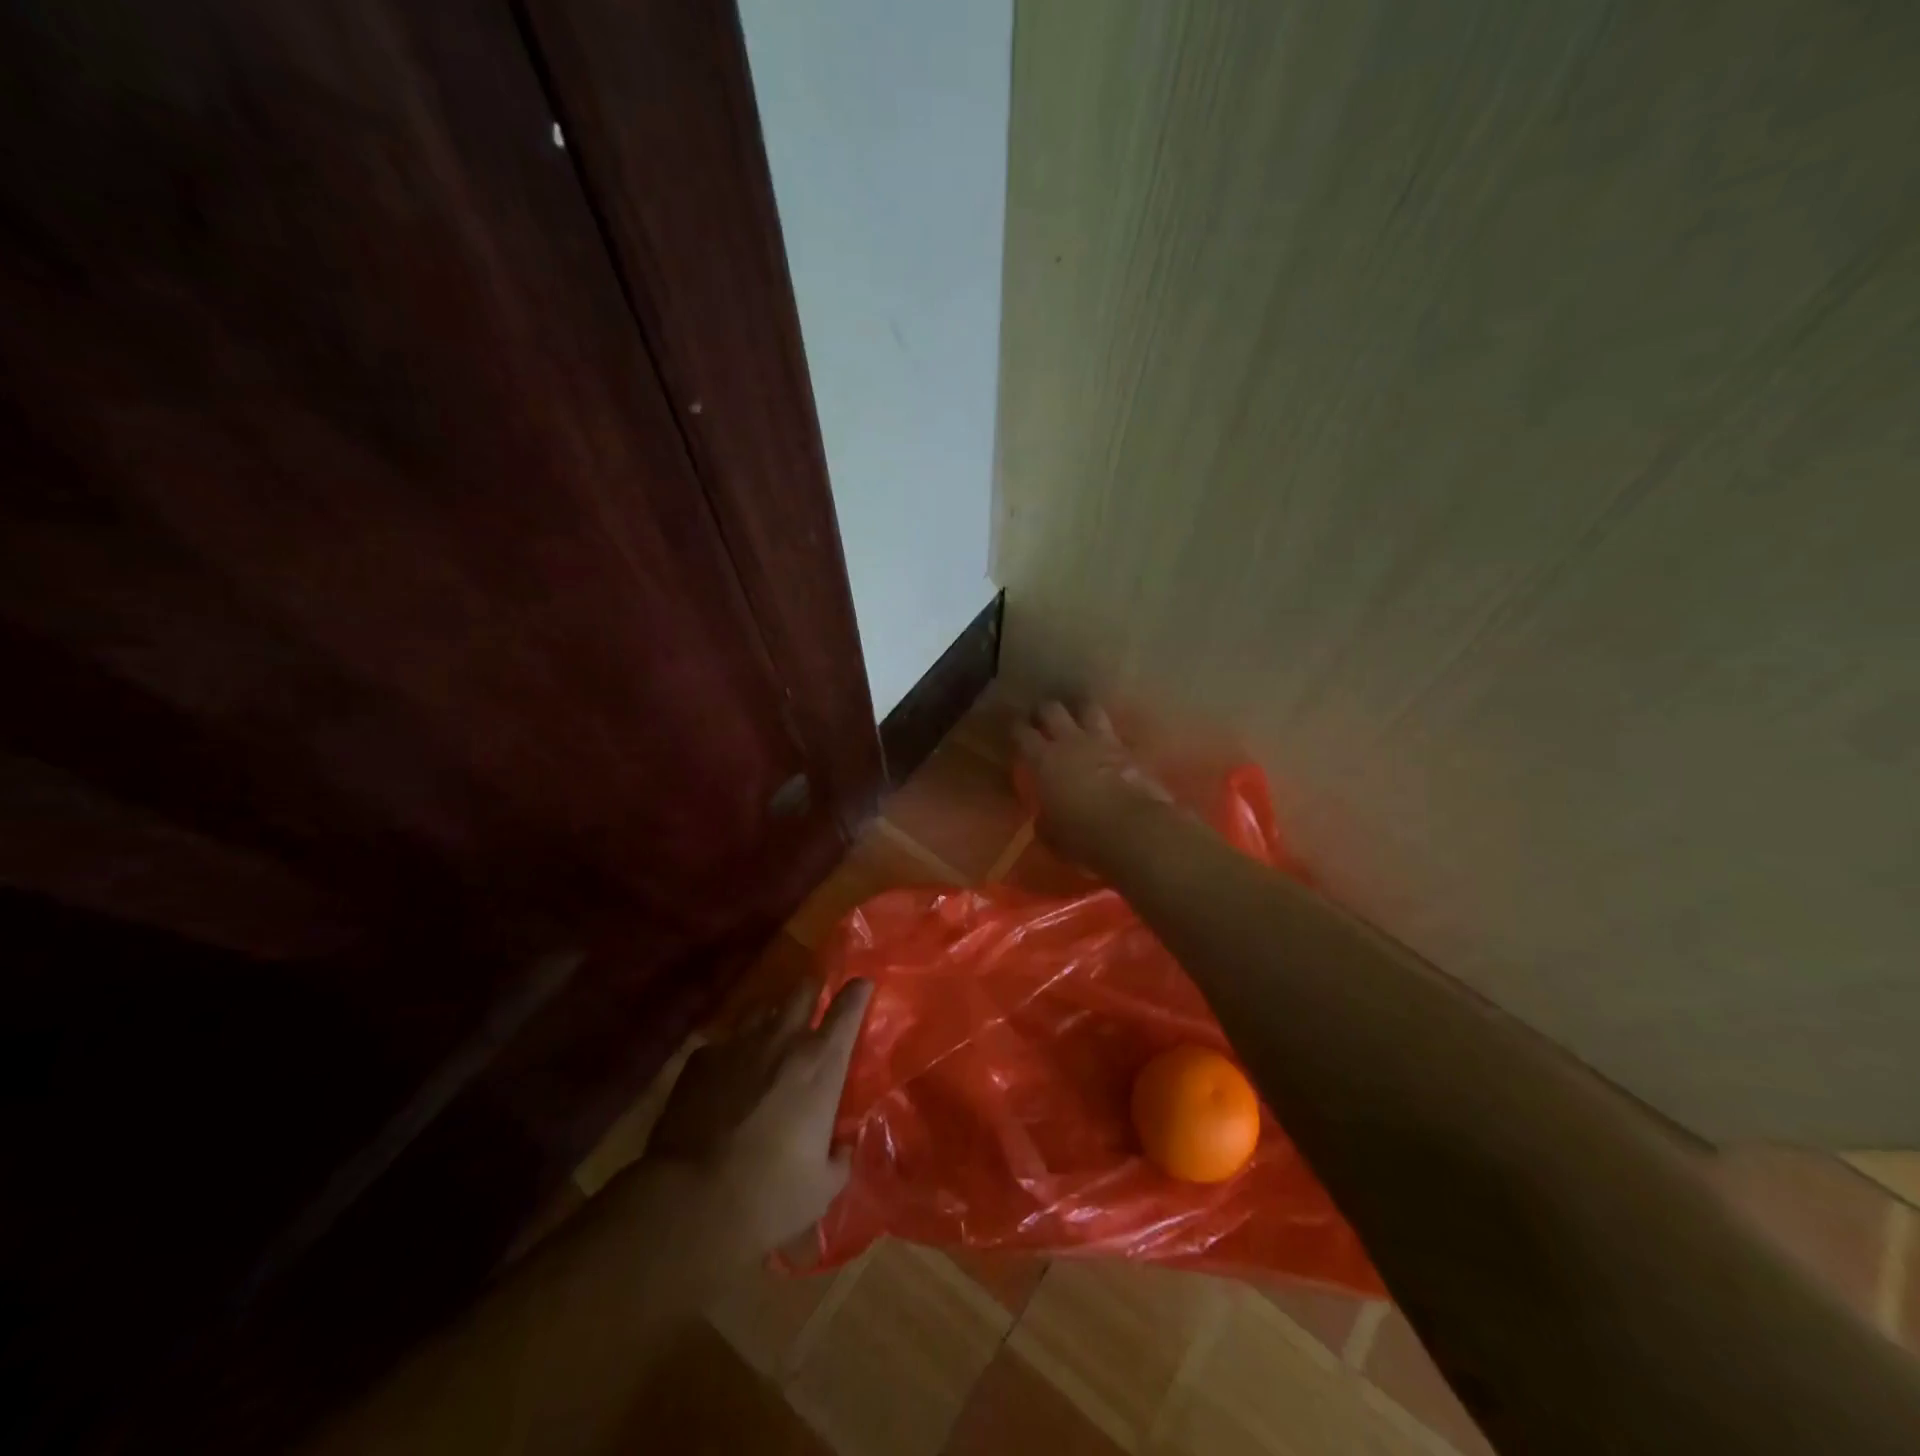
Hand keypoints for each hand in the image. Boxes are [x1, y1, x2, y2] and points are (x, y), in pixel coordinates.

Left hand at [646, 977, 872, 1254]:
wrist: (692, 1201)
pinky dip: (734, 1049)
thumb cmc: (771, 1195)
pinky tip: (728, 1071)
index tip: (862, 983)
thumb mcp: (822, 1186)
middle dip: (812, 990)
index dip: (857, 992)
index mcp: (822, 1064)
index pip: (848, 1008)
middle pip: (803, 991)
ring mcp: (740, 1044)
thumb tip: (841, 1146)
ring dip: (774, 1016)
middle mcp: (784, 1040)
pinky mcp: (702, 1059)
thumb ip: (838, 1158)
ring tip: (773, 1032)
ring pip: (763, 1009)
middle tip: (815, 998)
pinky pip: (725, 1041)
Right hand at [1014, 701, 1171, 869]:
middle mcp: (1071, 742)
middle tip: (1041, 716)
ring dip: (1080, 710)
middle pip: (1052, 710)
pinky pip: (1115, 733)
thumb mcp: (1051, 834)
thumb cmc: (1082, 836)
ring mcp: (1103, 742)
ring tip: (1078, 716)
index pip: (1023, 734)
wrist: (1133, 831)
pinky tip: (1108, 744)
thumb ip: (1045, 820)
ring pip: (1088, 708)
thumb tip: (1046, 817)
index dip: (1017, 728)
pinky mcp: (1130, 751)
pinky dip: (1108, 736)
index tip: (1015, 728)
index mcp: (1044, 761)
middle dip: (1044, 710)